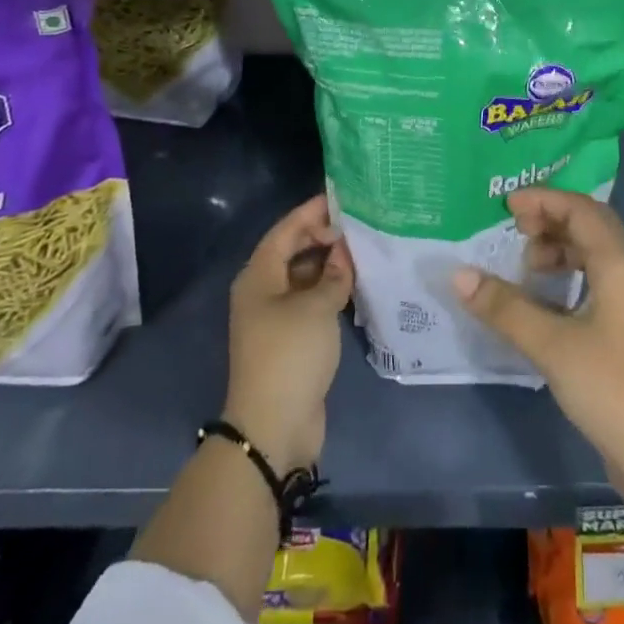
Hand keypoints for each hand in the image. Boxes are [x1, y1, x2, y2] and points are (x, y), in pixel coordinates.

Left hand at [223, 194, 353, 473]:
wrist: (273, 426)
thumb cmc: (290, 354)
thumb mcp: (317, 307)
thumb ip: (334, 274)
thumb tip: (344, 253)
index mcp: (259, 276)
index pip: (286, 230)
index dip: (312, 212)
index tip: (342, 197)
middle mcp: (262, 291)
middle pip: (293, 251)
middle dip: (324, 236)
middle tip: (360, 225)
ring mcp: (275, 317)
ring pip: (304, 277)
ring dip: (330, 264)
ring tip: (364, 250)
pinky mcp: (290, 339)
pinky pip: (310, 301)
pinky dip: (330, 290)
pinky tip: (356, 284)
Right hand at [452, 188, 623, 493]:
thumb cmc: (610, 388)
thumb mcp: (551, 345)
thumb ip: (505, 307)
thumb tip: (459, 275)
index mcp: (618, 266)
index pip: (581, 210)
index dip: (545, 199)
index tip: (507, 206)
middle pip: (590, 227)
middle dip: (551, 219)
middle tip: (514, 229)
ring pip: (591, 256)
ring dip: (558, 250)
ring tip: (524, 265)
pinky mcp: (622, 332)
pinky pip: (591, 283)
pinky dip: (564, 279)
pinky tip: (540, 301)